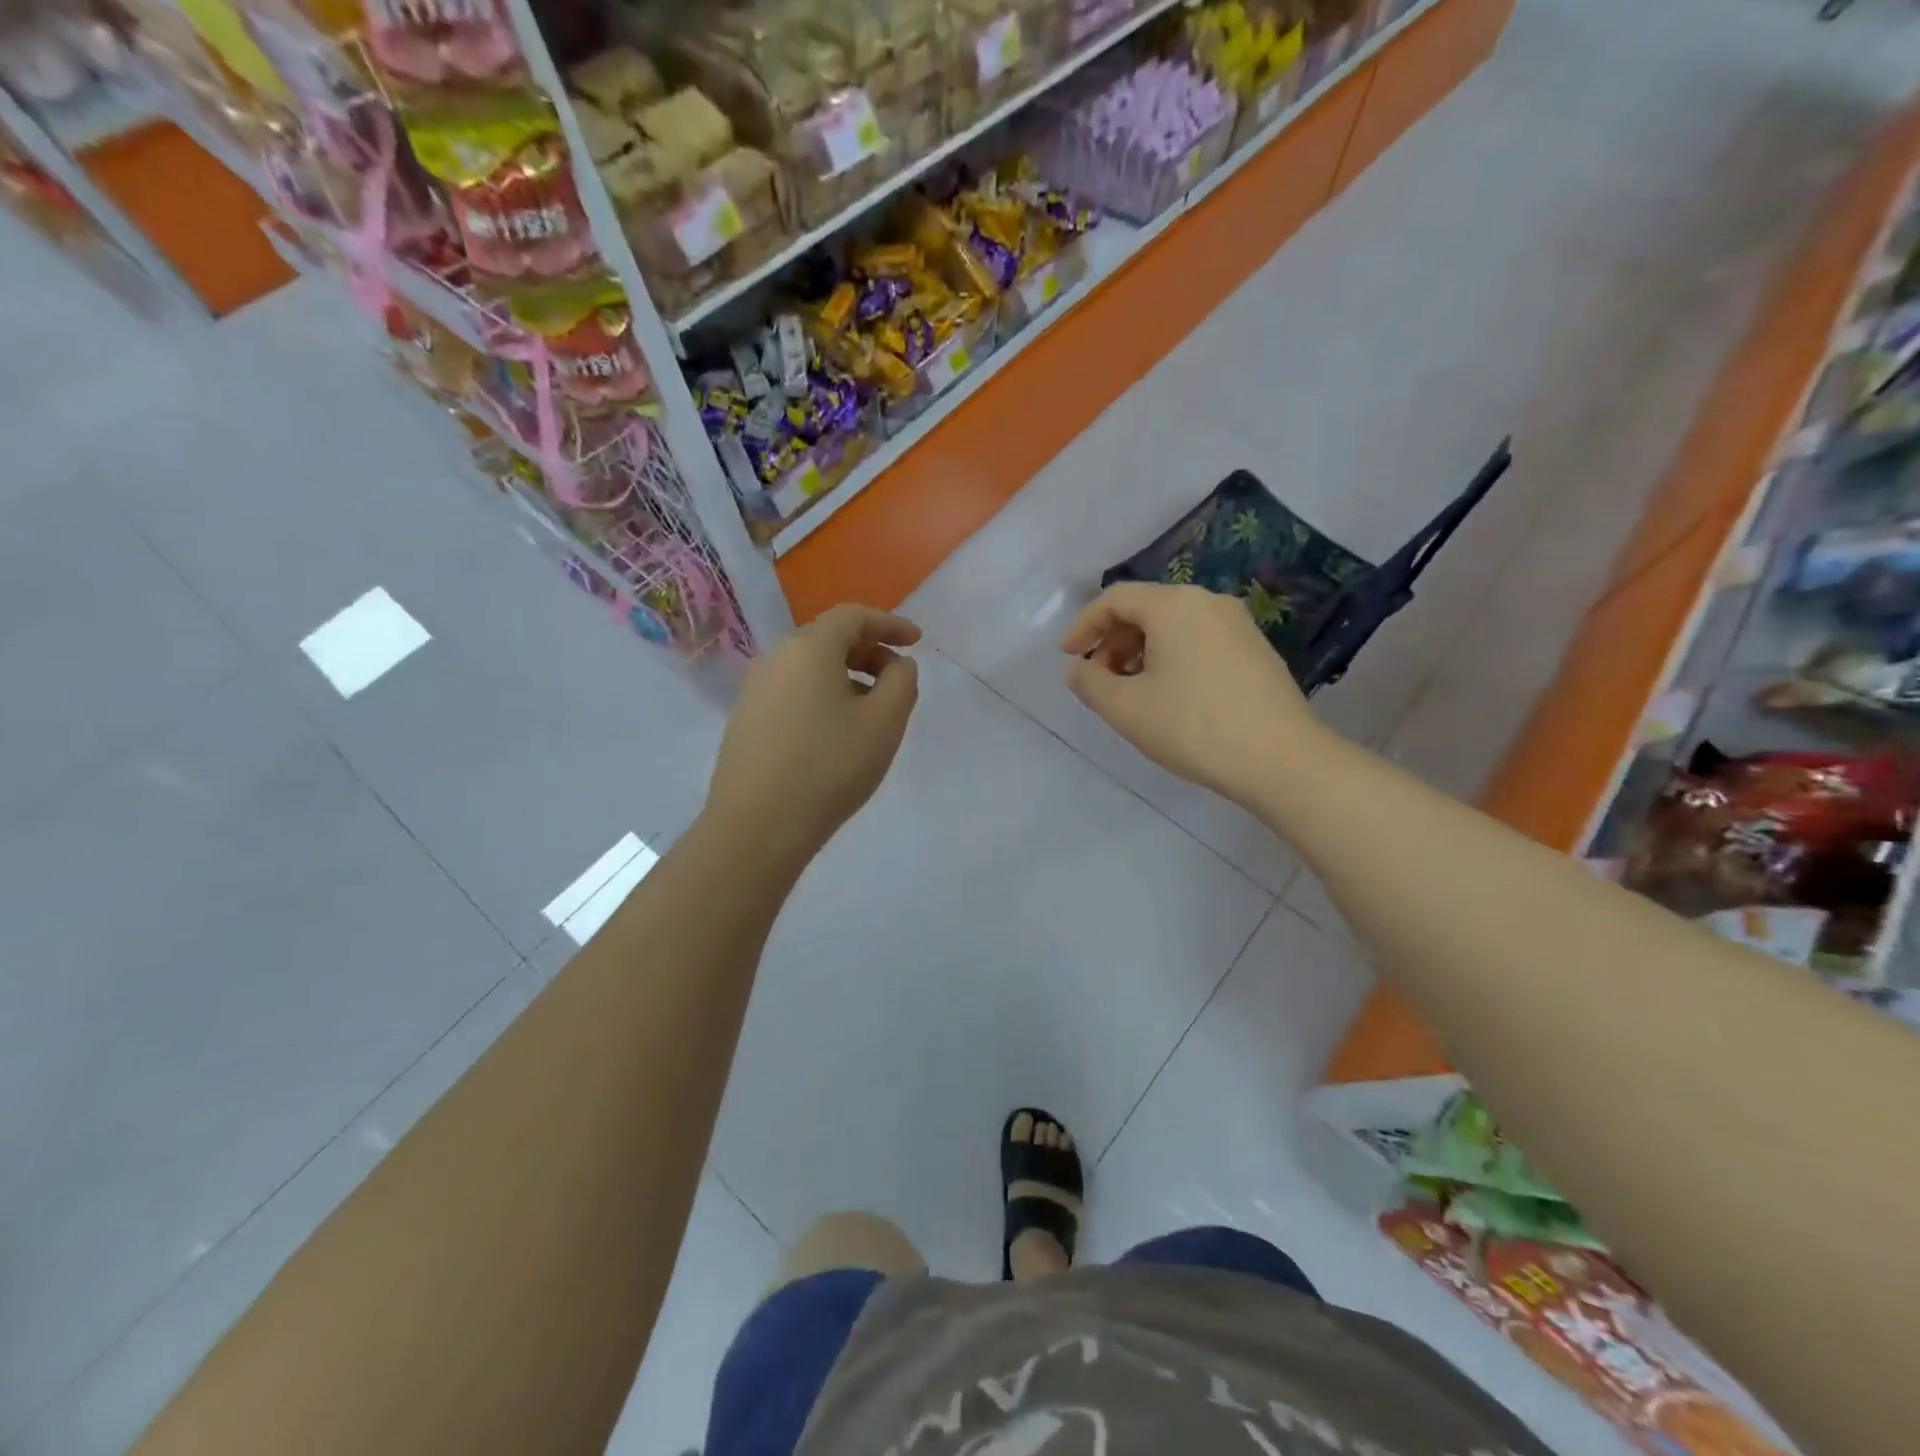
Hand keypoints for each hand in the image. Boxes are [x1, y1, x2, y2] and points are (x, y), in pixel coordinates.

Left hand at [706, 604, 921, 863]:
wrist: (757, 826)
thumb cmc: (829, 767)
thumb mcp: (884, 722)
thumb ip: (901, 682)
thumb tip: (897, 665)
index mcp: (809, 648)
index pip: (854, 616)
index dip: (890, 624)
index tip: (917, 641)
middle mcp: (775, 658)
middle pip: (829, 639)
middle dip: (869, 651)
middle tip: (898, 679)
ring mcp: (754, 690)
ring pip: (809, 668)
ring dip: (846, 677)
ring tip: (871, 710)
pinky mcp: (745, 720)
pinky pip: (792, 692)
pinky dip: (822, 697)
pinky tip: (835, 732)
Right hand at [1061, 583, 1325, 806]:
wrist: (1280, 759)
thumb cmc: (1192, 726)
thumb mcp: (1125, 708)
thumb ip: (1089, 683)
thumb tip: (1076, 668)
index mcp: (1174, 605)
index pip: (1115, 599)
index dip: (1084, 626)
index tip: (1068, 658)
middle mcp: (1208, 602)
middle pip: (1146, 608)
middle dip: (1113, 641)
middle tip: (1098, 680)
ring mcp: (1238, 625)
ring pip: (1174, 626)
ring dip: (1141, 652)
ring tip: (1130, 692)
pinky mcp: (1255, 650)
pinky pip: (1199, 641)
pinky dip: (1172, 658)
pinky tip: (1169, 696)